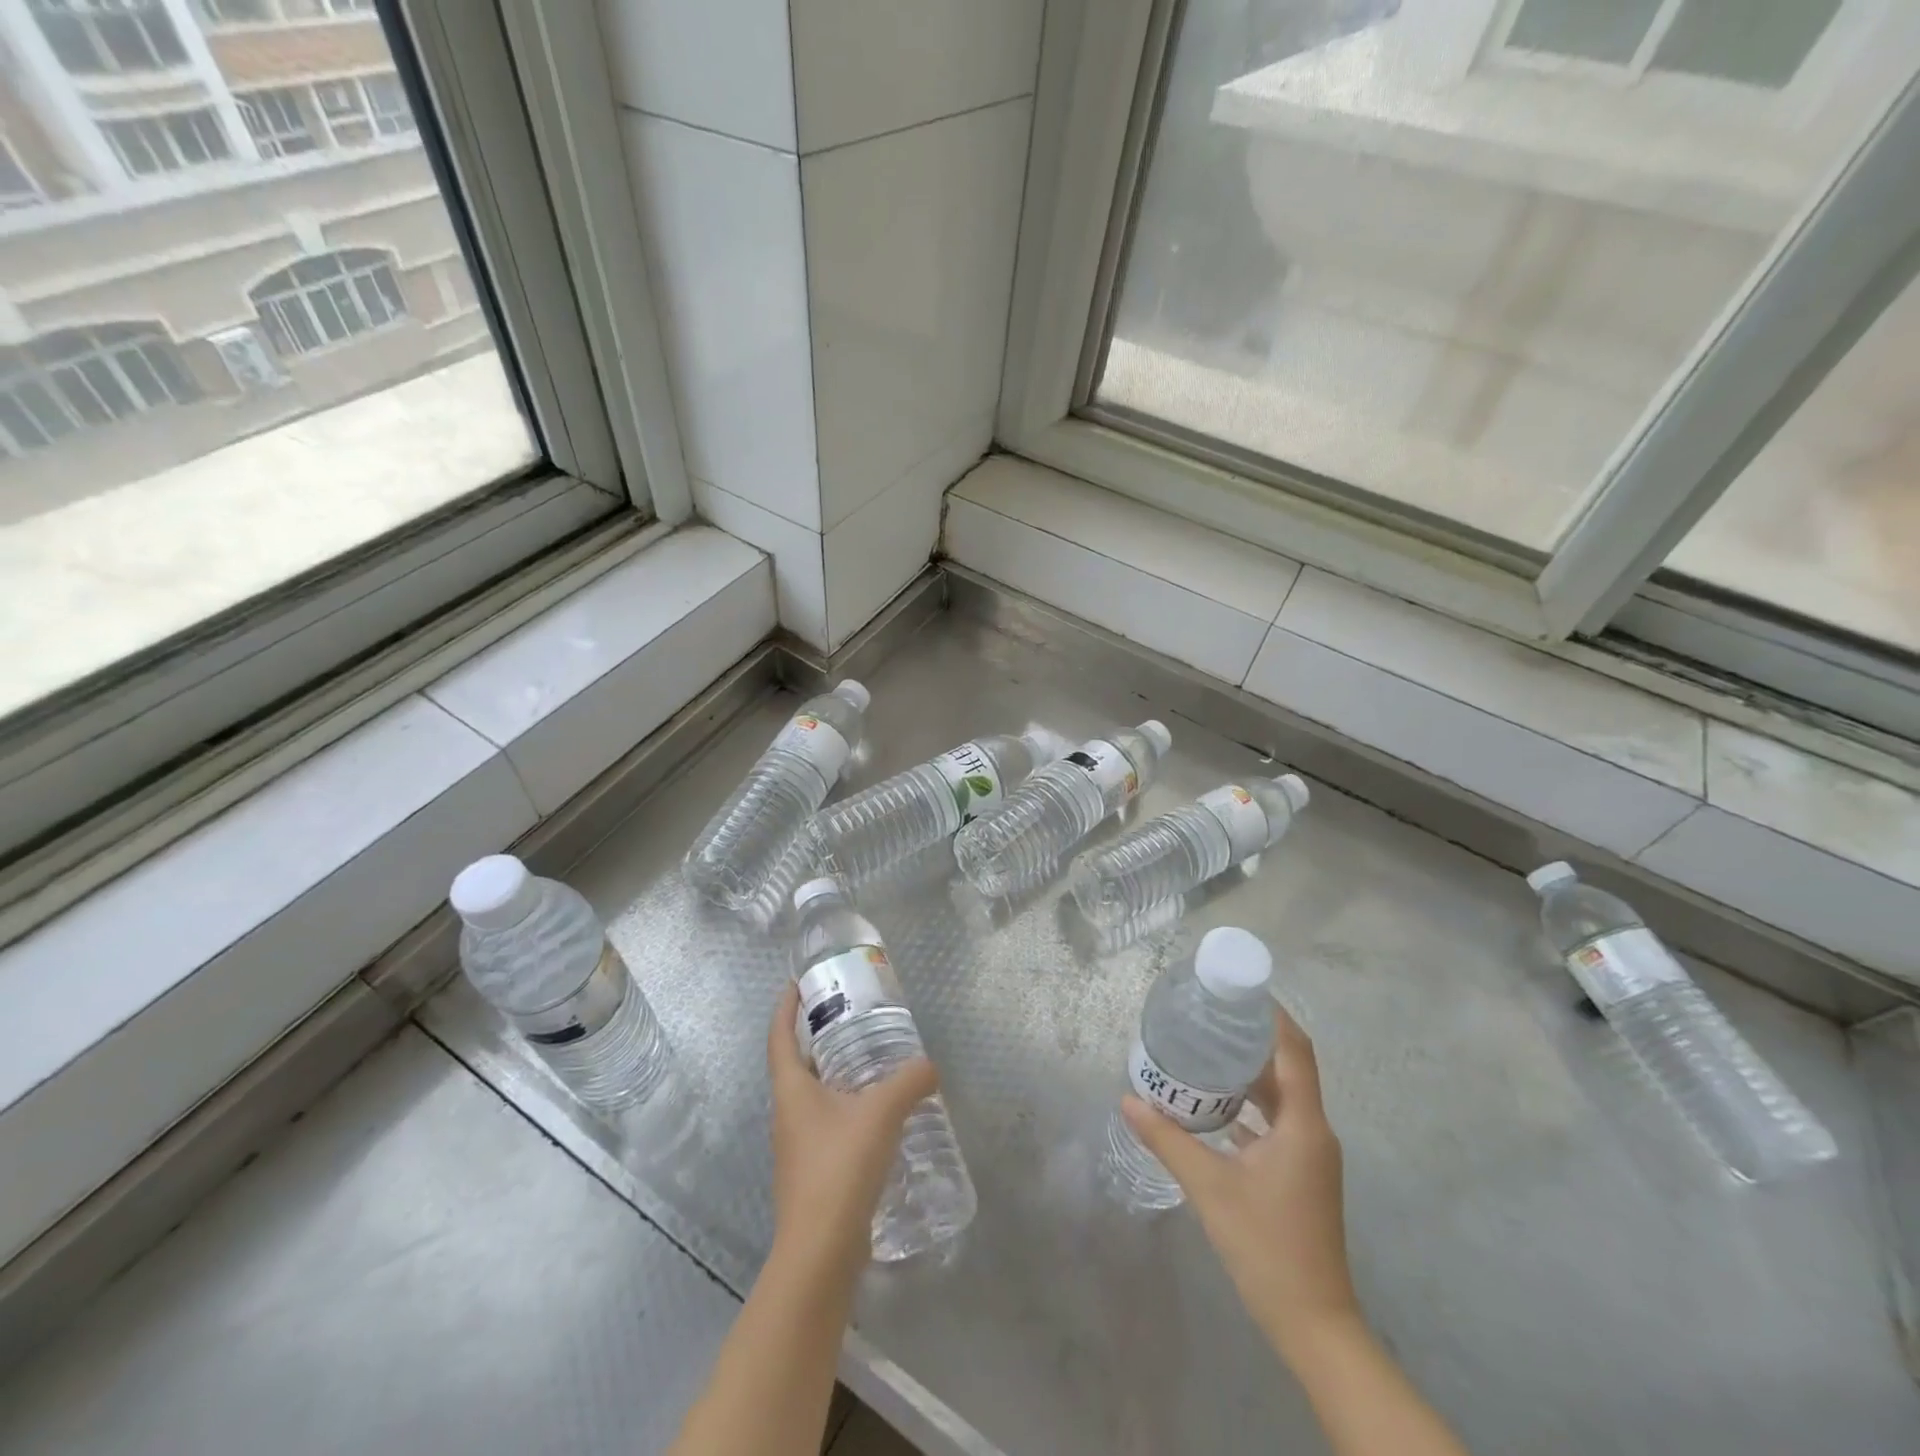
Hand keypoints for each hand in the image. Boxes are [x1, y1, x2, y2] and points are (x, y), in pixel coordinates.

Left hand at [766, 982, 939, 1275]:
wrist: (820, 1254)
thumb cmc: (839, 1169)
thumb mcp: (881, 1114)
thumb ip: (909, 1082)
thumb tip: (929, 1065)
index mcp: (791, 1090)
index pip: (779, 1036)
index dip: (785, 1008)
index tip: (797, 984)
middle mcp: (788, 1113)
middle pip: (797, 1064)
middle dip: (818, 1037)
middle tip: (850, 1017)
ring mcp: (798, 1146)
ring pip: (814, 1095)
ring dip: (836, 1074)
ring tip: (871, 1060)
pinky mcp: (814, 1172)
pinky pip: (829, 1123)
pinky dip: (848, 1107)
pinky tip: (878, 1114)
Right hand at [1121, 1006, 1359, 1359]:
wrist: (1314, 1324)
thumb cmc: (1266, 1246)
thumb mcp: (1210, 1187)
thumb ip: (1168, 1139)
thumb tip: (1128, 1099)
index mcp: (1303, 1124)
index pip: (1295, 1050)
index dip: (1272, 1015)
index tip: (1239, 989)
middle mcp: (1313, 1130)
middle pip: (1286, 1068)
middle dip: (1249, 1039)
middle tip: (1206, 1016)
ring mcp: (1310, 1155)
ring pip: (1281, 1096)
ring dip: (1248, 1073)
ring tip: (1203, 1051)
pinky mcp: (1301, 1174)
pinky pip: (1277, 1122)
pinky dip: (1249, 1106)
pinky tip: (1213, 1105)